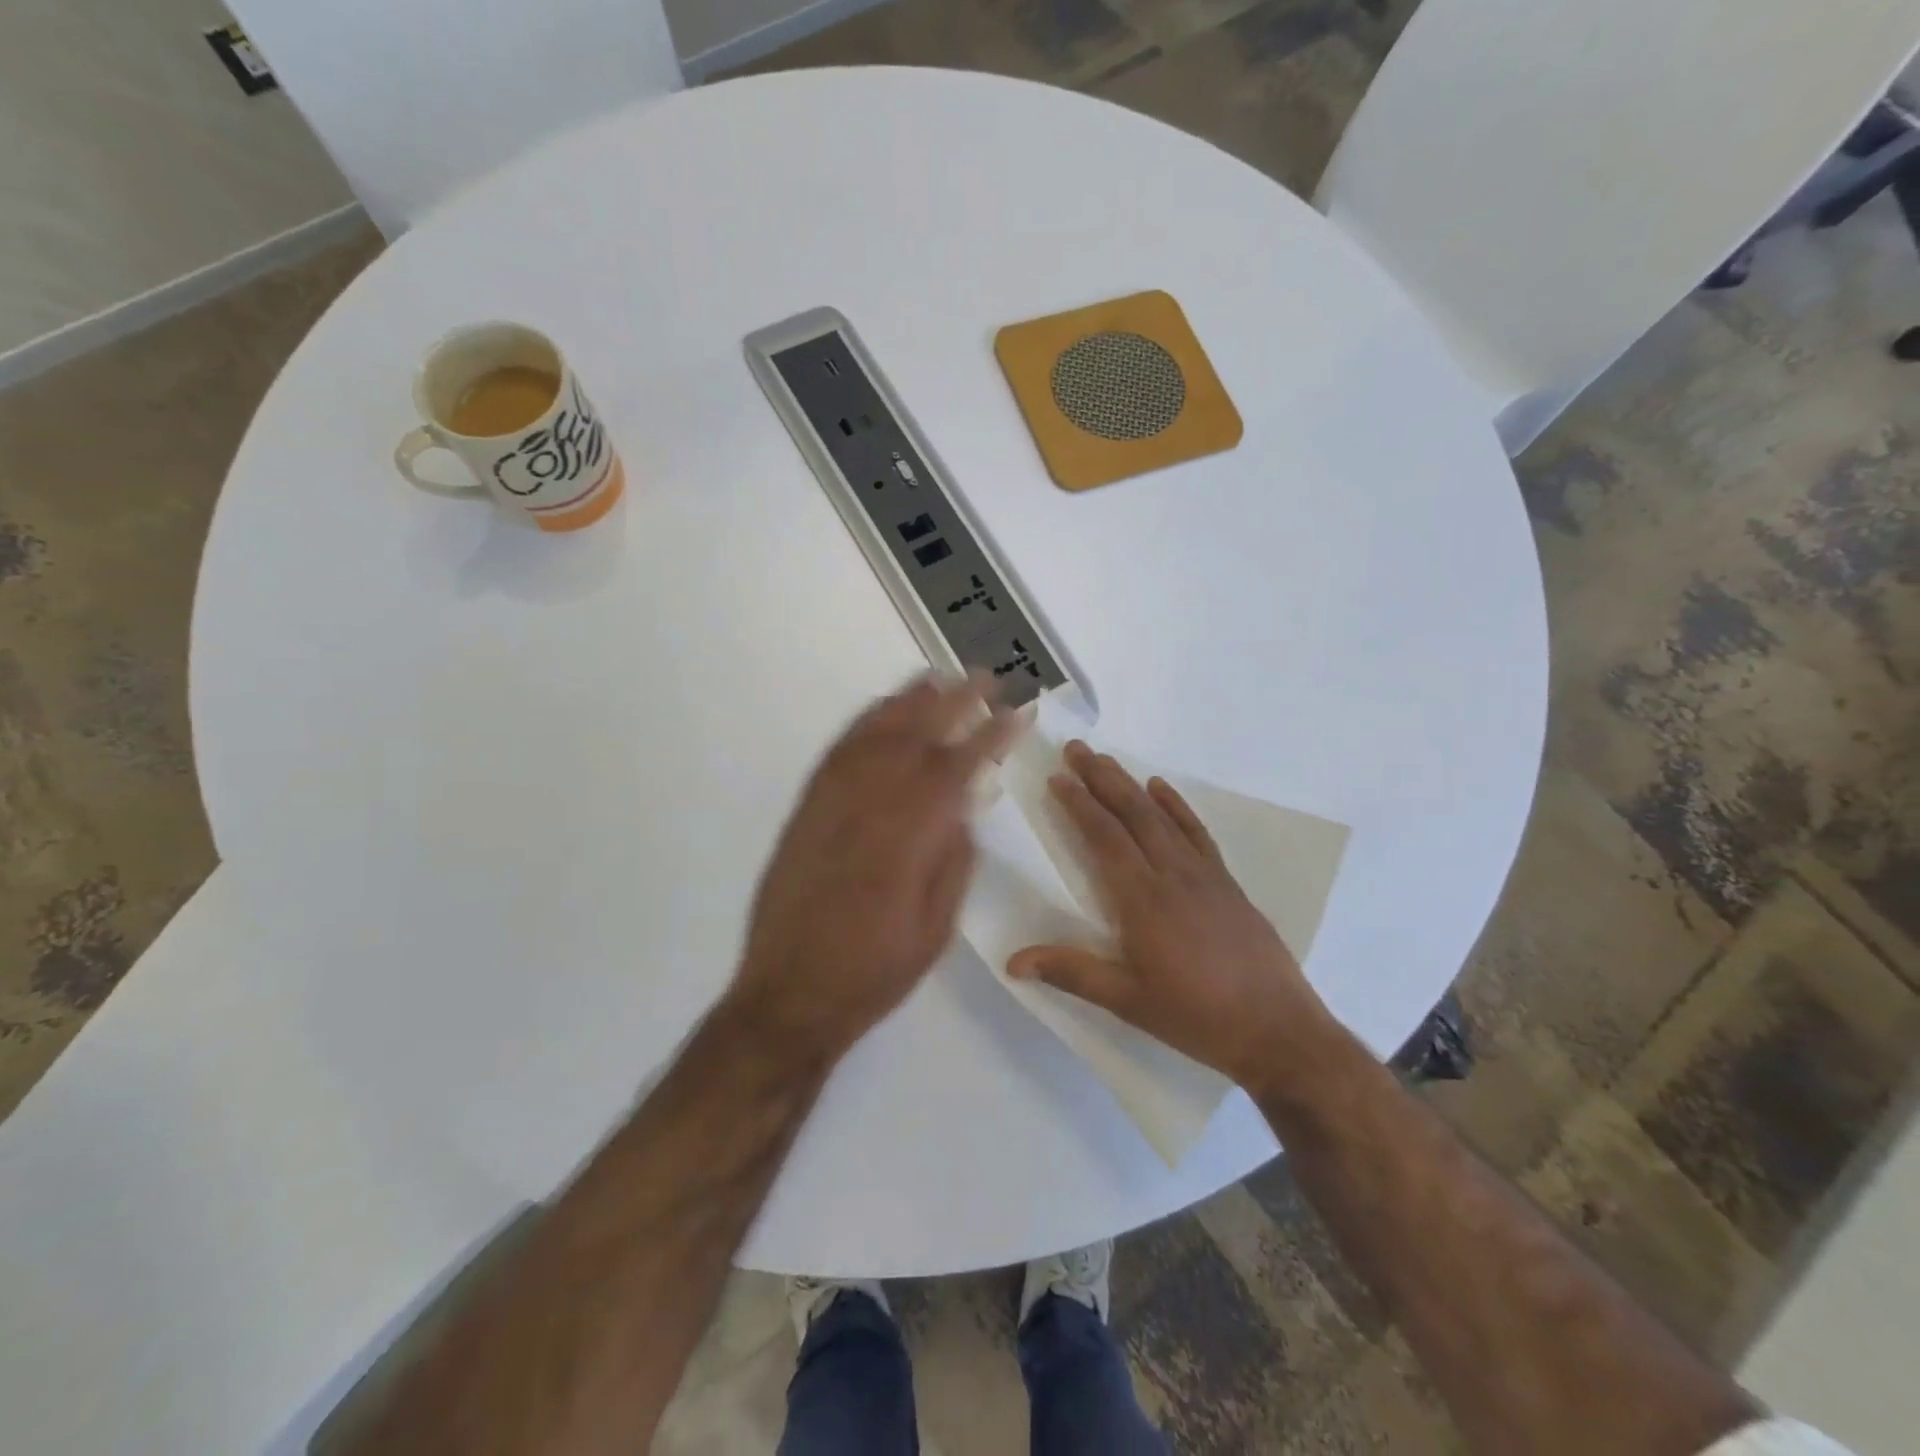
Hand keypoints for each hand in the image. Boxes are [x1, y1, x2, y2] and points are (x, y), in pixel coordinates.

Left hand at [727, 674, 1017, 1068]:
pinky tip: (881, 714)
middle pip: (916, 735)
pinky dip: (864, 724)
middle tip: (984, 677)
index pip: (959, 767)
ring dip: (908, 701)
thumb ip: (952, 858)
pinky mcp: (806, 809)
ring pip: (874, 734)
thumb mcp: (934, 925)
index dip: (992, 736)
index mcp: (909, 834)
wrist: (789, 994)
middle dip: (954, 701)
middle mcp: (869, 803)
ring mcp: (831, 802)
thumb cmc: (874, 970)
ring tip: (936, 678)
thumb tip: (963, 806)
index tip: (1019, 713)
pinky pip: (838, 751)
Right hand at [1008, 741, 1334, 1092]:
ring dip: (1132, 785)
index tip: (1057, 778)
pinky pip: (1196, 832)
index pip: (1104, 838)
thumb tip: (1012, 962)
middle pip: (1132, 814)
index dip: (1079, 805)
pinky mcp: (1227, 882)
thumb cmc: (1196, 1017)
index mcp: (1142, 900)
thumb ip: (1070, 973)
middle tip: (1076, 748)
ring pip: (1161, 816)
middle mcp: (1172, 875)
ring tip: (1107, 761)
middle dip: (1101, 778)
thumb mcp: (1127, 1001)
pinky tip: (1162, 788)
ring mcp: (1204, 874)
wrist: (1278, 1031)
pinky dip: (1177, 805)